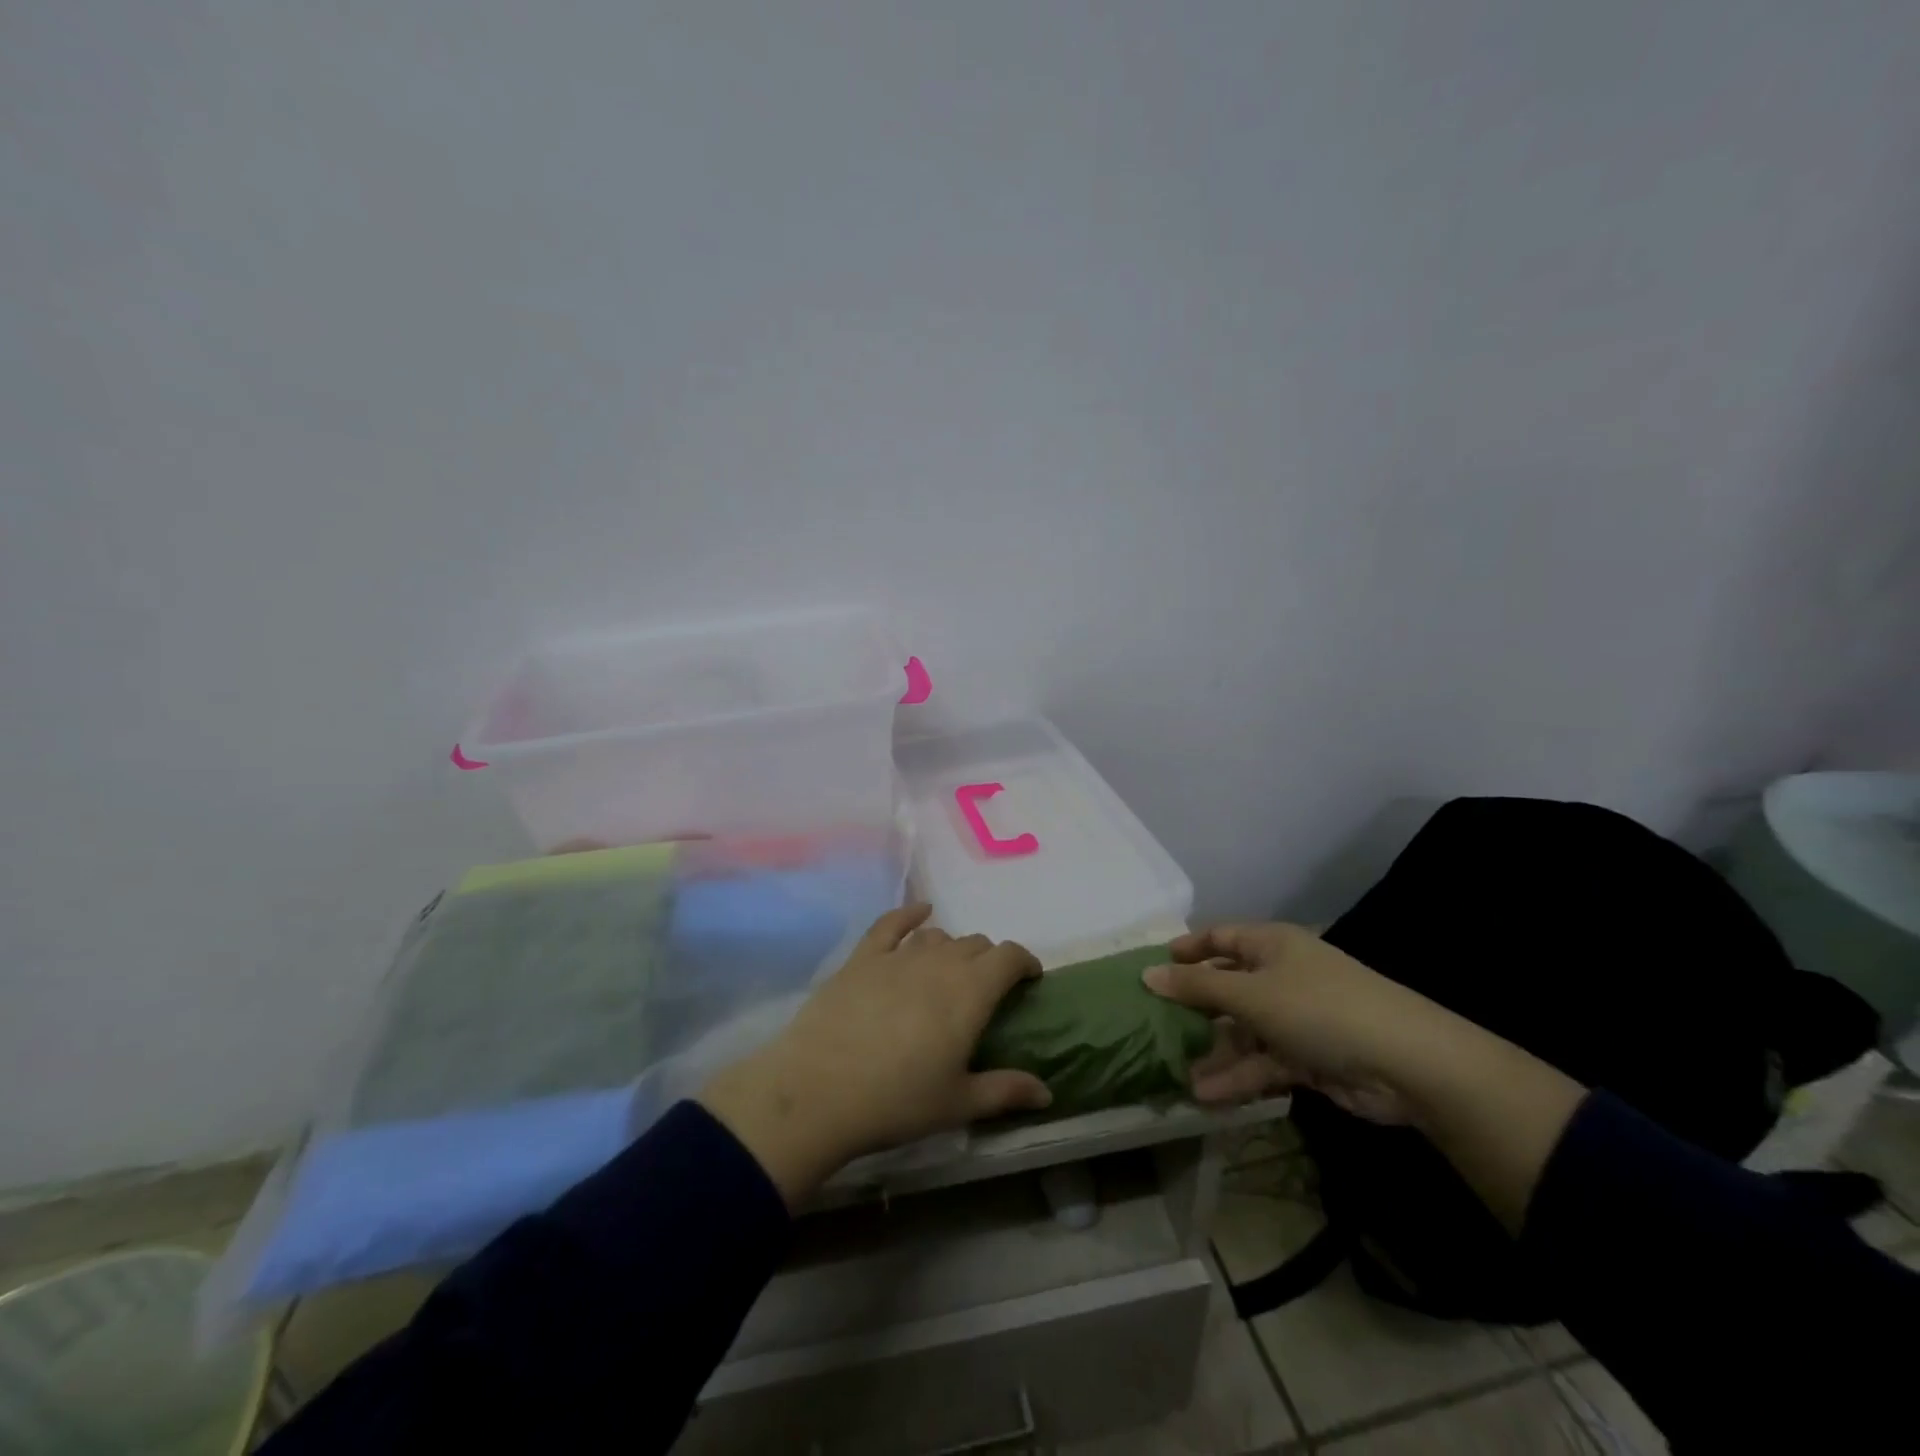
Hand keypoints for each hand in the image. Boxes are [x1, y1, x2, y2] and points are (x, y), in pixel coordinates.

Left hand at [699, 904, 1050, 1205]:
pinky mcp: (862, 958)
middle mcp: (939, 963)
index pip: (1008, 957)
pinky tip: (919, 912)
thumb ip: (1005, 1092)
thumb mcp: (958, 1104)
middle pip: (975, 944)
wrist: (818, 1091)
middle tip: (986, 990)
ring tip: (950, 970)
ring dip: (952, 948)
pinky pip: (891, 924)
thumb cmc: (896, 1101)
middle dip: (989, 960)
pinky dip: (910, 914)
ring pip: (938, 937)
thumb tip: (1047, 1093)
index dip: (1024, 962)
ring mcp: (898, 956)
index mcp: (970, 993)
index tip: (1029, 979)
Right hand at [1145, 923, 1432, 1123]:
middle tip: (1152, 1027)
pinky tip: (1205, 1097)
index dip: (1187, 950)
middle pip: (1227, 988)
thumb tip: (1147, 974)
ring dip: (1212, 1053)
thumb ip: (1198, 988)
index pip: (1220, 938)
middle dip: (1193, 1010)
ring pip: (1242, 1032)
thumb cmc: (1320, 1008)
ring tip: (1173, 1074)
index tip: (1152, 968)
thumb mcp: (1251, 994)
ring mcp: (1295, 1019)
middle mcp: (1281, 976)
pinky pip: (1262, 1063)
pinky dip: (1237, 1078)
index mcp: (1271, 945)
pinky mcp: (1308, 1058)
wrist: (1408, 1064)